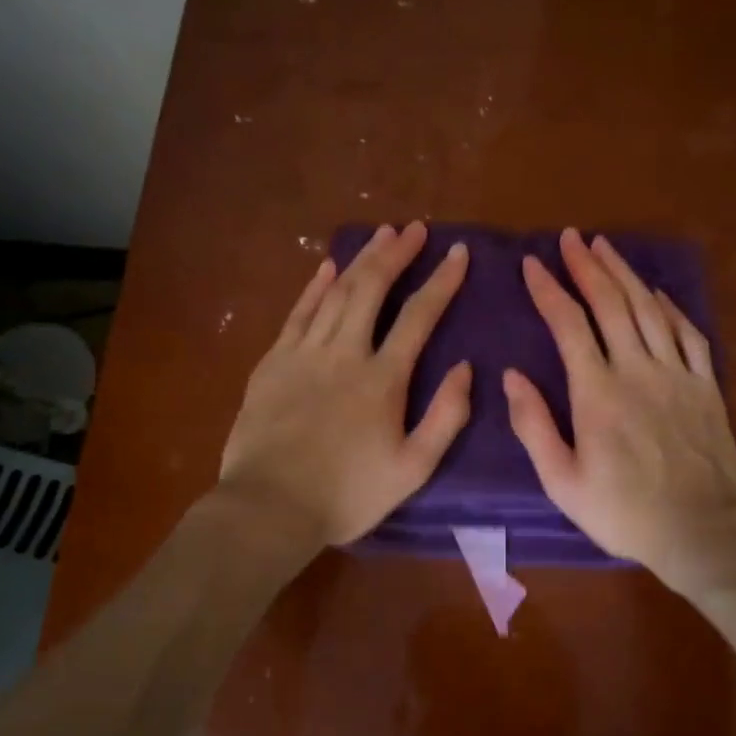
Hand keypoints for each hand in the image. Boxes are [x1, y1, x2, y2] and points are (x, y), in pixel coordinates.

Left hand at [219, 221, 471, 547]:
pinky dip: (315, 286)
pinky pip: (298, 312)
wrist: (269, 507)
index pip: (418, 316)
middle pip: (372, 289)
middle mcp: (345, 353)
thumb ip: (446, 417)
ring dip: (361, 260)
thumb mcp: (413, 469)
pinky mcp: (273, 362)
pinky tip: (328, 266)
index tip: (457, 252)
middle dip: (396, 254)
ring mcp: (304, 353)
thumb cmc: (348, 494)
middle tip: (415, 229)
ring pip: (336, 293)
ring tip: (381, 234)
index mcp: (383, 379)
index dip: (441, 281)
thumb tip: (465, 367)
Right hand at [506, 228, 735, 595]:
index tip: (532, 264)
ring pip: (649, 309)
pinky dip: (670, 307)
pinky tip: (656, 293)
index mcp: (597, 393)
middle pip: (611, 304)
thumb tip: (513, 375)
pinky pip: (688, 333)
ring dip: (625, 274)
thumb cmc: (623, 512)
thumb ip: (534, 426)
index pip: (569, 324)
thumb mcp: (562, 482)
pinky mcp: (705, 385)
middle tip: (571, 238)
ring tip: (606, 247)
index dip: (549, 289)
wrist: (700, 529)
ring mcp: (677, 374)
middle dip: (587, 266)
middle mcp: (637, 370)